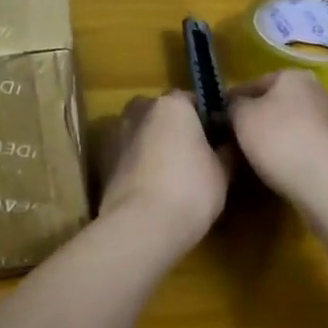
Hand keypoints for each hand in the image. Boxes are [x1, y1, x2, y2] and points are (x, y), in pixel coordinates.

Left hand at [98, 93, 229, 247]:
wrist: (141, 226)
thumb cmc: (190, 189)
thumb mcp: (222, 171)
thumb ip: (224, 150)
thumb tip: (225, 143)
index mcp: (172, 104)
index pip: (192, 101)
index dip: (205, 119)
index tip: (216, 139)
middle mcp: (141, 109)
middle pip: (161, 113)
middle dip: (174, 128)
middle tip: (192, 155)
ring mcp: (117, 134)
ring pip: (141, 132)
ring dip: (153, 144)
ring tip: (170, 174)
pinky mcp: (102, 161)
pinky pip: (128, 154)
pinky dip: (137, 163)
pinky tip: (151, 187)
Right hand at [228, 70, 327, 203]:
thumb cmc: (280, 139)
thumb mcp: (242, 117)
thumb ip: (232, 105)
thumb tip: (231, 106)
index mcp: (294, 75)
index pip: (253, 84)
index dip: (232, 102)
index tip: (218, 122)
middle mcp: (317, 91)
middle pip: (275, 104)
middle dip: (256, 120)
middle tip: (234, 141)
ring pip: (291, 126)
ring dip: (274, 139)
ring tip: (253, 160)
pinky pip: (305, 147)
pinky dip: (291, 155)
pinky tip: (278, 171)